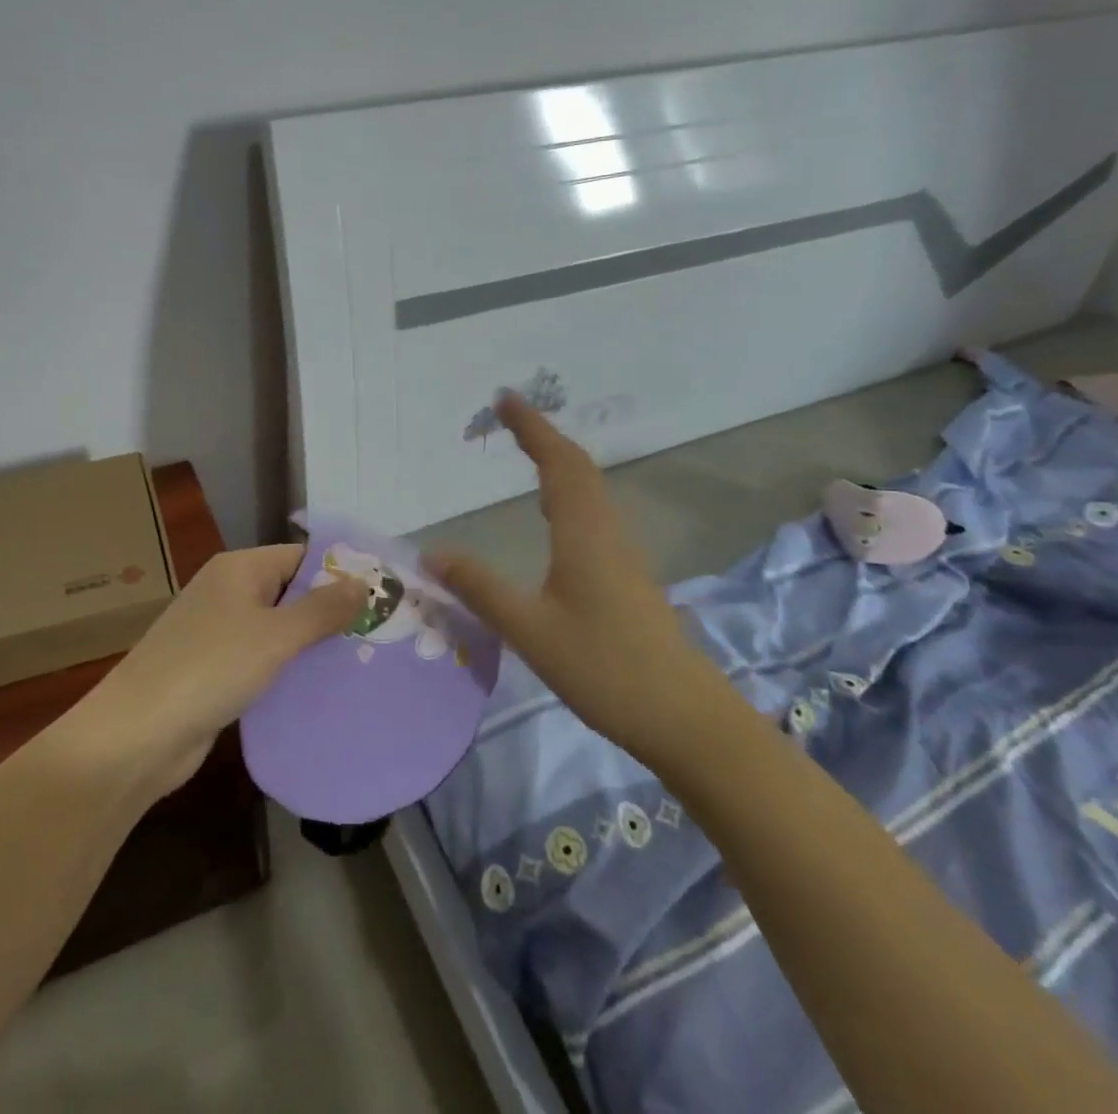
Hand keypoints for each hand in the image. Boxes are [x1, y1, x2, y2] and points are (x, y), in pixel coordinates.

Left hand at [86, 545, 366, 794]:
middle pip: (291, 591)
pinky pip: (262, 659)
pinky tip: (322, 687)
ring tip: (364, 660)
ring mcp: (219, 632)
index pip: (301, 556)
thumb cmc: (210, 669)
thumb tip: (362, 583)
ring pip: (278, 629)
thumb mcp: (275, 636)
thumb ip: (321, 609)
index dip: (341, 571)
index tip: (382, 594)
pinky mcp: (215, 670)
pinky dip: (289, 669)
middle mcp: (229, 592)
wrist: (137, 734)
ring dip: (312, 643)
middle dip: (331, 610)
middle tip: (382, 632)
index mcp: (240, 569)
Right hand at [424, 394, 723, 762]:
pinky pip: (594, 513)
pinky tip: (556, 517)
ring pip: (589, 490)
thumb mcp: (530, 630)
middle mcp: (606, 532)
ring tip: (528, 454)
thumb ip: (480, 588)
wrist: (685, 717)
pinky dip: (569, 493)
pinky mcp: (627, 576)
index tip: (504, 399)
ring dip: (559, 462)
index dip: (531, 427)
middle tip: (508, 418)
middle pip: (577, 468)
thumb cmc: (604, 668)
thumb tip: (432, 552)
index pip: (557, 463)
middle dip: (543, 437)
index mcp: (583, 533)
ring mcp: (622, 554)